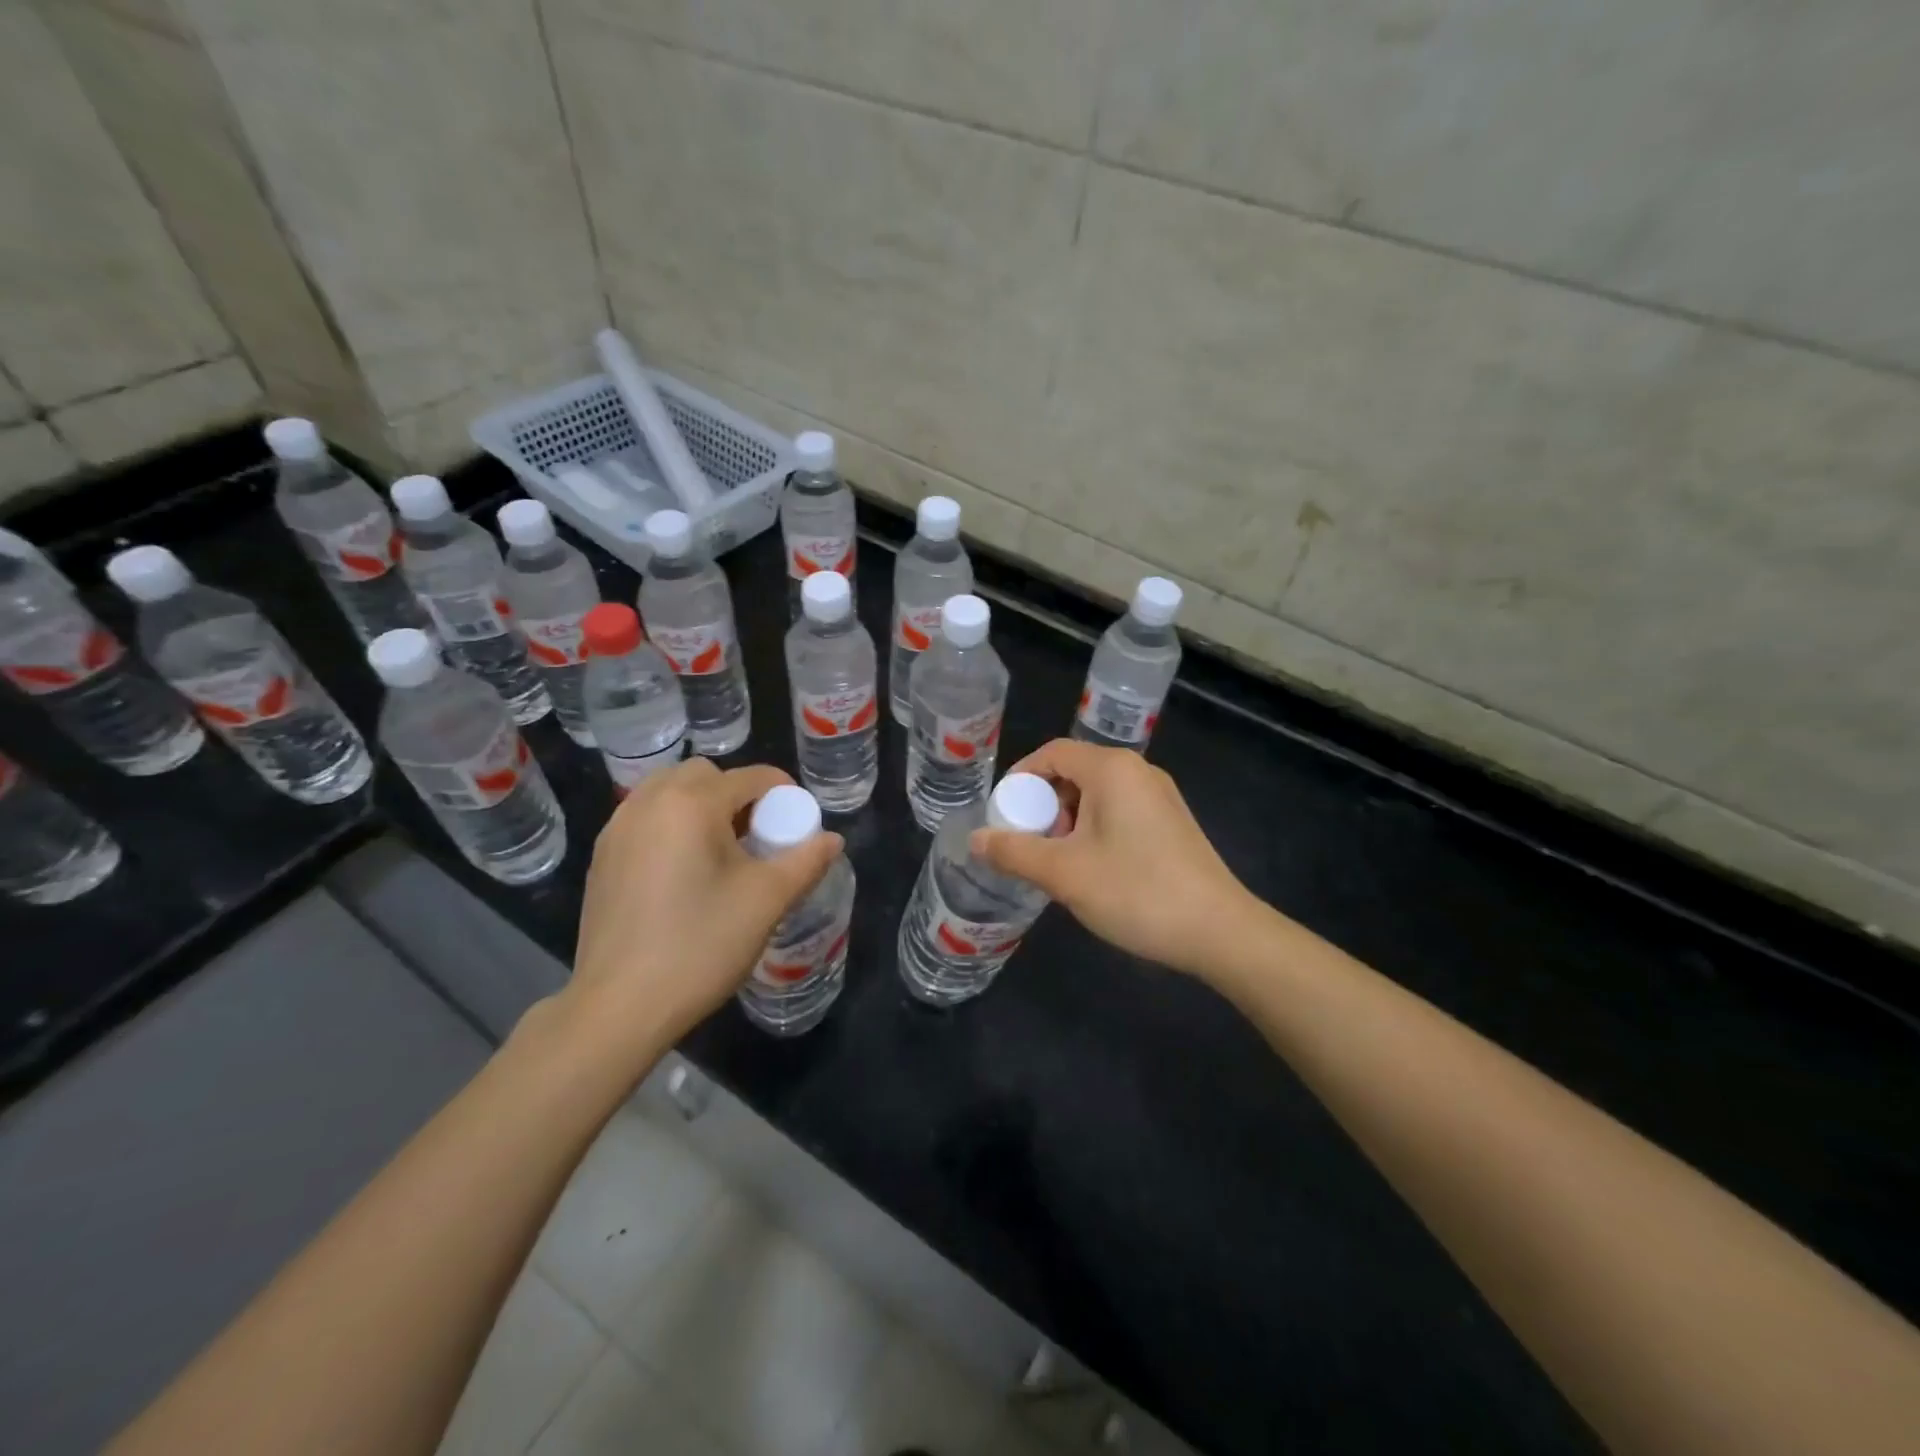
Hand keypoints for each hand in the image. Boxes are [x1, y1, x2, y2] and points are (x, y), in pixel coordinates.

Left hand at [566, 758, 842, 1046]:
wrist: (620, 1007)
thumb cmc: (700, 945)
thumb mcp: (766, 901)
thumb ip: (806, 862)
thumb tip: (833, 839)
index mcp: (691, 803)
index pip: (750, 777)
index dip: (784, 793)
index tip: (798, 824)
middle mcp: (649, 802)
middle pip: (705, 775)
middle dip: (738, 794)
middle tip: (757, 837)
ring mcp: (618, 829)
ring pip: (669, 792)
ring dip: (702, 806)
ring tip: (721, 852)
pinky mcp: (602, 857)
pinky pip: (646, 818)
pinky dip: (672, 825)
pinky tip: (684, 871)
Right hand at [970, 739, 1267, 977]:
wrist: (1220, 931)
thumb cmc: (1136, 892)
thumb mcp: (1064, 873)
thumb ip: (1014, 851)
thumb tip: (975, 839)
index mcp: (1112, 769)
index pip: (1052, 753)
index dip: (1020, 779)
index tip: (1003, 815)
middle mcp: (1138, 771)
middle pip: (1073, 772)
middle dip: (1043, 806)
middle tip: (1029, 845)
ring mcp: (1159, 797)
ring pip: (1096, 795)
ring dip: (1068, 822)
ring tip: (1058, 864)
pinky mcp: (1171, 822)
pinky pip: (1119, 812)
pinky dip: (1094, 831)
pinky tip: (1092, 870)